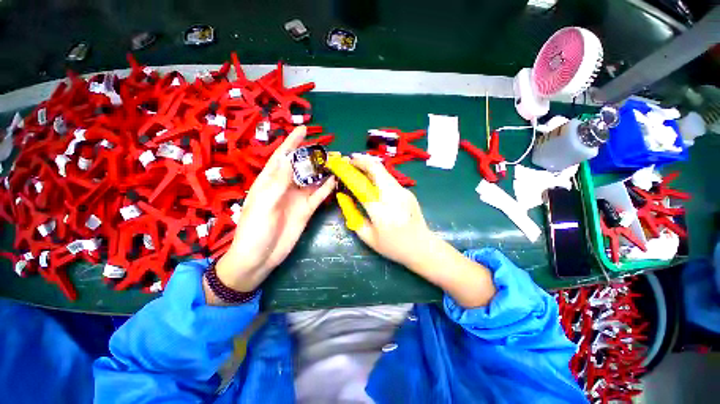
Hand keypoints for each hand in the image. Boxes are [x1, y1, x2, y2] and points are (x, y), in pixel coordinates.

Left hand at [214, 127, 335, 293]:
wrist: (260, 257)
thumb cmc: (254, 230)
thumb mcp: (263, 204)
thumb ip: (278, 182)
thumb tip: (291, 160)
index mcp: (269, 181)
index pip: (282, 156)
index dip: (292, 142)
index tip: (303, 129)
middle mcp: (285, 186)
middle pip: (302, 166)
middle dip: (314, 156)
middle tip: (330, 150)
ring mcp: (297, 198)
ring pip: (313, 180)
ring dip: (324, 171)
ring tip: (338, 162)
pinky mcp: (306, 210)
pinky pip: (318, 195)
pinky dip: (327, 188)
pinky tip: (336, 180)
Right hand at [349, 154, 494, 307]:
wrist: (421, 247)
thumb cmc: (392, 247)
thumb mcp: (367, 237)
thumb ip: (352, 215)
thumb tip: (343, 196)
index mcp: (382, 213)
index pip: (362, 186)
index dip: (349, 174)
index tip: (340, 167)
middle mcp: (394, 197)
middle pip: (377, 169)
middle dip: (361, 161)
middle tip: (349, 160)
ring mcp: (403, 192)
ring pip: (384, 171)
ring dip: (369, 165)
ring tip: (357, 165)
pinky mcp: (408, 191)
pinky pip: (389, 179)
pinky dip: (377, 174)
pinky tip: (371, 179)